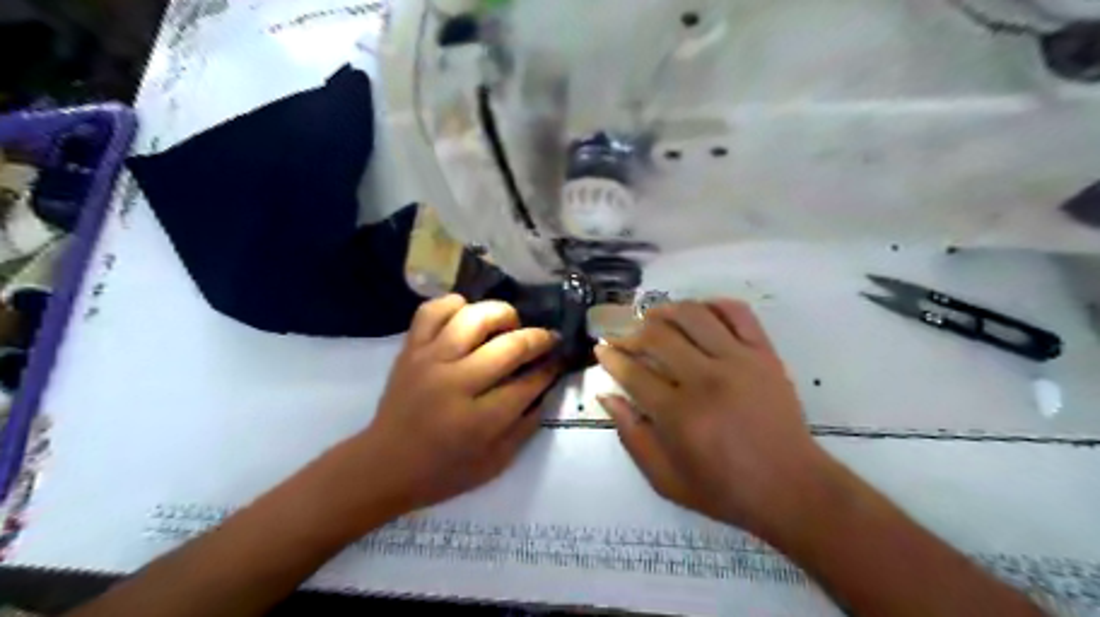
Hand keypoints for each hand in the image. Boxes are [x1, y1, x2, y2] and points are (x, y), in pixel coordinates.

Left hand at [346, 293, 561, 514]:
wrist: (383, 465)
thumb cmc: (443, 471)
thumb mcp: (495, 463)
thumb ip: (526, 426)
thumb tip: (546, 387)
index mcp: (479, 420)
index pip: (528, 382)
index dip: (550, 368)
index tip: (559, 360)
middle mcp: (456, 383)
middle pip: (509, 345)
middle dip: (539, 338)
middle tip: (547, 339)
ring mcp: (429, 360)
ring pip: (474, 316)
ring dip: (502, 314)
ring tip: (509, 325)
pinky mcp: (410, 349)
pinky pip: (432, 310)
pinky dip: (455, 305)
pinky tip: (468, 316)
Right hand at [599, 298, 830, 533]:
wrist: (792, 488)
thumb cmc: (725, 490)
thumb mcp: (666, 480)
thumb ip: (632, 436)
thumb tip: (608, 396)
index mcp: (679, 415)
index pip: (633, 372)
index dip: (611, 356)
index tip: (601, 348)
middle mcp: (706, 379)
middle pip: (658, 337)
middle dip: (631, 333)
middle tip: (625, 338)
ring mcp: (739, 361)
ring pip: (693, 315)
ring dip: (666, 311)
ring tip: (654, 317)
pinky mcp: (765, 354)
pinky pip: (737, 313)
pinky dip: (713, 304)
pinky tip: (698, 313)